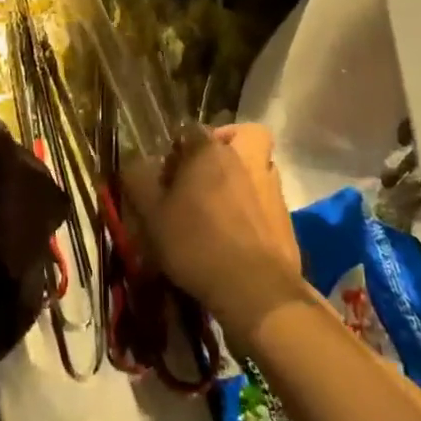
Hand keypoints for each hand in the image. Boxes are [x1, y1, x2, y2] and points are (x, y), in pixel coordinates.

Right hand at [121, 123, 303, 337]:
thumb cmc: (197, 243)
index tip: (167, 172)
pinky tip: (238, 232)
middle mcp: (246, 160)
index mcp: (211, 151)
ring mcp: (272, 188)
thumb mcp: (152, 216)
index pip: (192, 130)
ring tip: (221, 204)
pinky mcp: (287, 218)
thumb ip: (139, 183)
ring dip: (244, 175)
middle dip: (227, 144)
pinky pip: (268, 199)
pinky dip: (255, 206)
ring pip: (260, 165)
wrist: (256, 290)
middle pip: (243, 135)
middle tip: (206, 170)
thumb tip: (133, 166)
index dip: (178, 147)